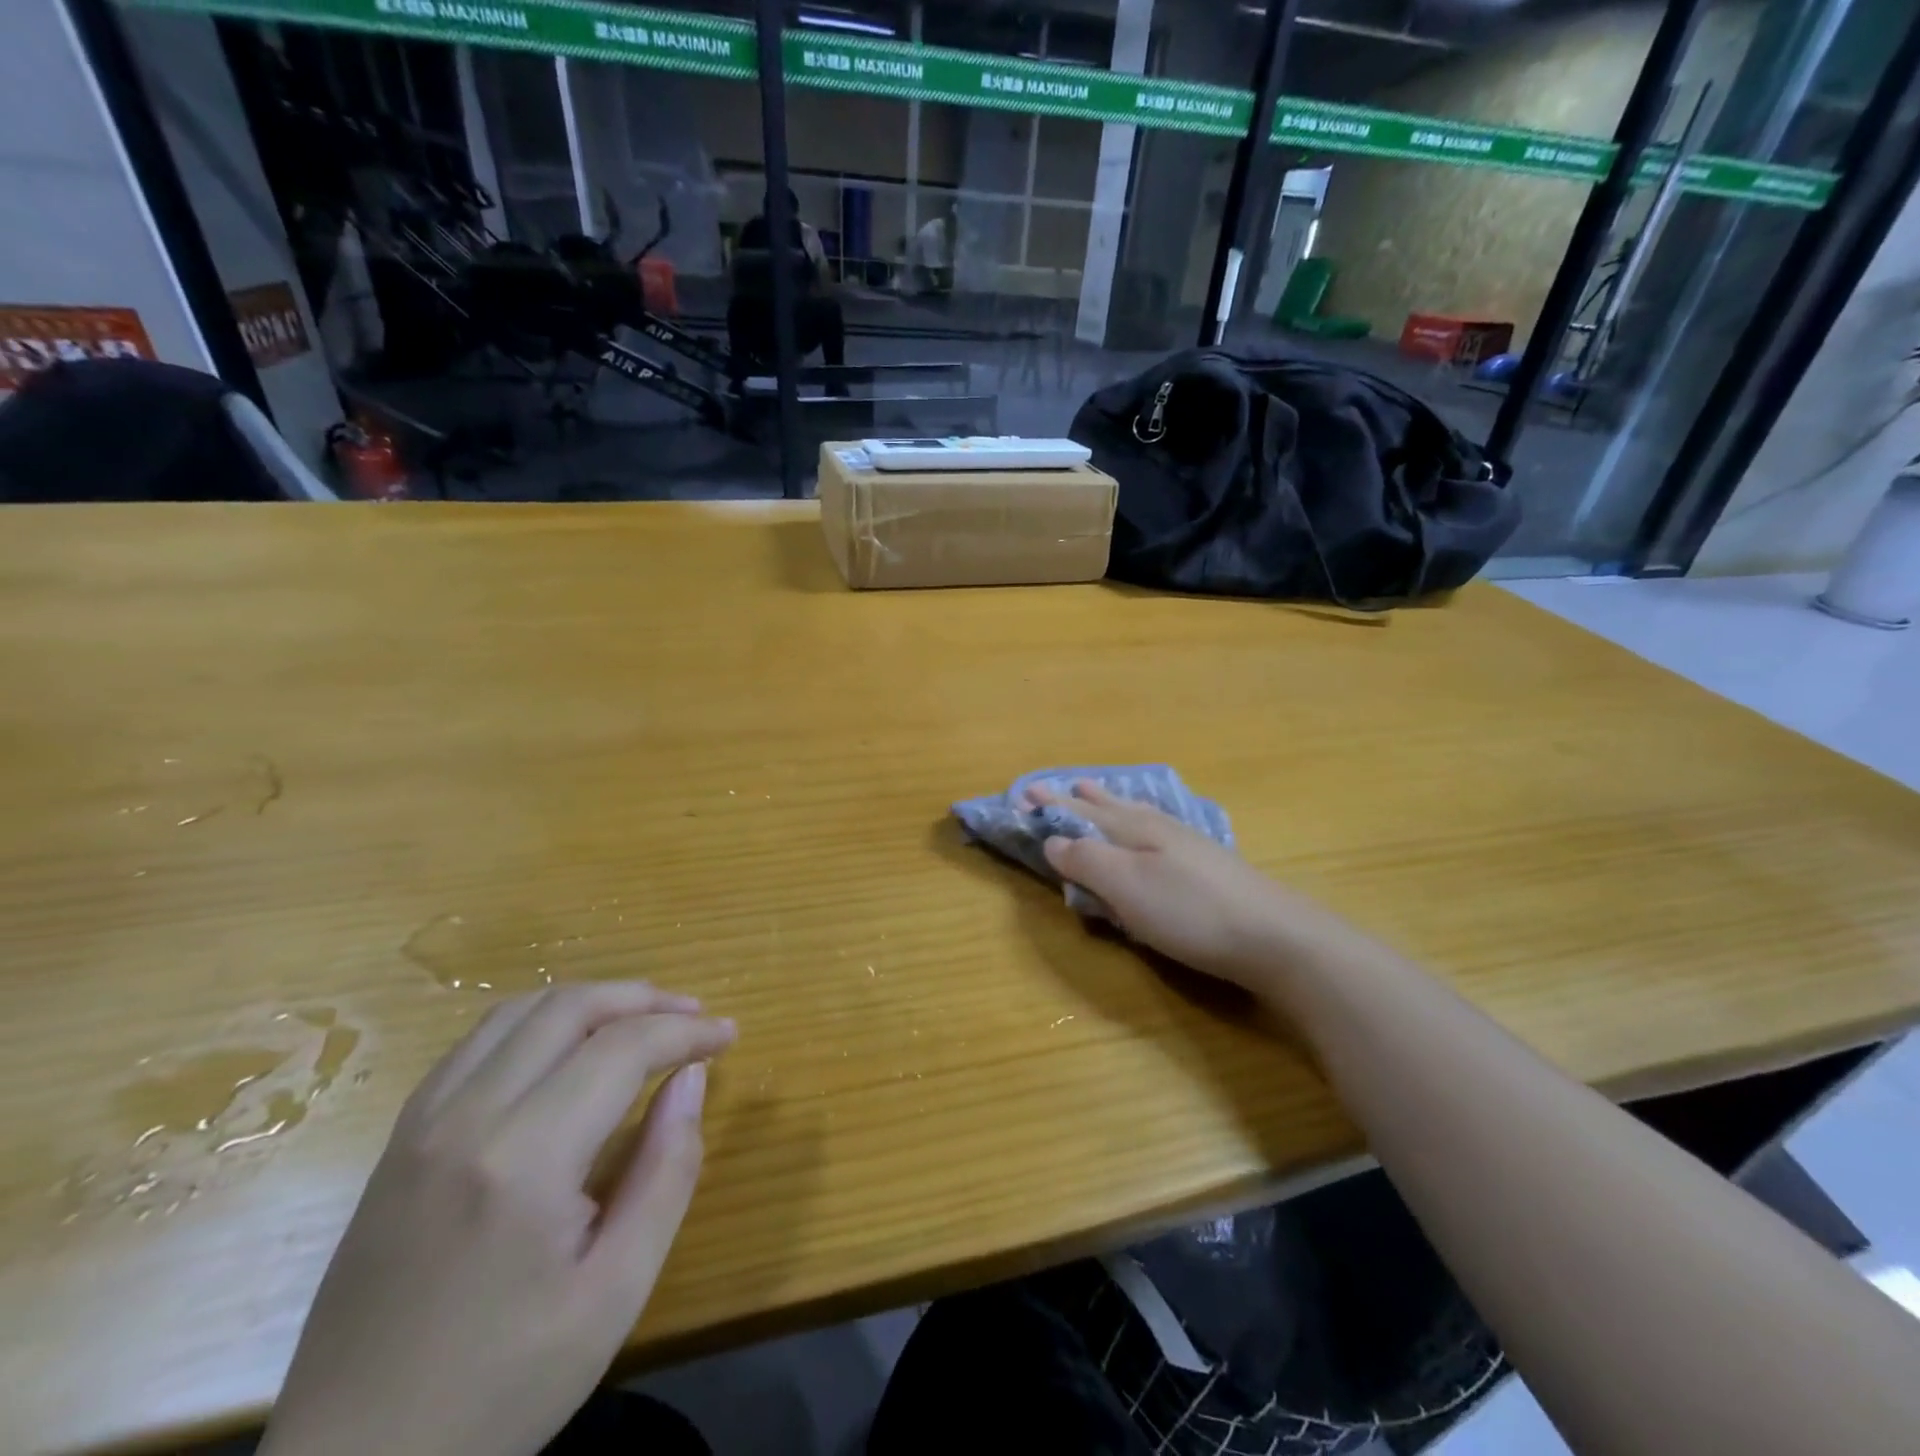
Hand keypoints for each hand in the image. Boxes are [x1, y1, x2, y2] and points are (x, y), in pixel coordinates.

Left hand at [260, 983, 736, 1455]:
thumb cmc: (502, 1387)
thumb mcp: (616, 1292)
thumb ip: (666, 1172)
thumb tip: (691, 1079)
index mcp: (523, 1159)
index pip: (622, 1048)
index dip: (686, 1032)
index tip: (729, 1036)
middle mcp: (466, 1118)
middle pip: (569, 1007)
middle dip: (644, 999)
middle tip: (694, 1017)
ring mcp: (421, 1123)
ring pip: (520, 1010)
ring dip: (591, 1000)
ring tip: (640, 1020)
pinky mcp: (399, 1139)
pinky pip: (477, 1042)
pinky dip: (538, 1021)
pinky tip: (566, 1049)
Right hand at [1032, 781, 1341, 996]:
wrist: (1275, 936)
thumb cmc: (1190, 912)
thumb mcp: (1127, 888)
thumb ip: (1087, 861)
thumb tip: (1053, 841)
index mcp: (1132, 829)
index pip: (1080, 812)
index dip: (1051, 804)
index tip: (1024, 792)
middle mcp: (1157, 827)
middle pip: (1110, 807)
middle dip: (1080, 799)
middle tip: (1061, 786)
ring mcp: (1186, 843)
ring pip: (1136, 814)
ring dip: (1110, 804)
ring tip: (1096, 792)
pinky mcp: (1206, 864)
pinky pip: (1156, 829)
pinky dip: (1138, 821)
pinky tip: (1150, 826)